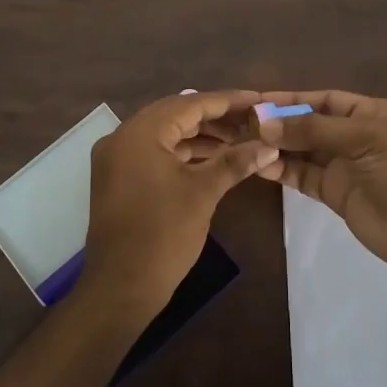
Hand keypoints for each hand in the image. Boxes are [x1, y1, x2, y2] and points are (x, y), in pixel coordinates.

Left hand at [80, 90, 278, 318]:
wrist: (121, 286)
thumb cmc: (163, 235)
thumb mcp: (203, 193)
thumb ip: (235, 162)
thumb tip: (270, 145)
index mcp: (139, 133)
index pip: (189, 104)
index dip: (227, 101)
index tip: (258, 100)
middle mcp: (122, 137)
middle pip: (175, 115)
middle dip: (215, 117)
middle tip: (251, 120)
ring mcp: (116, 158)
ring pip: (165, 134)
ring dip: (200, 136)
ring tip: (239, 139)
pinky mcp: (119, 178)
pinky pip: (155, 152)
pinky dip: (182, 152)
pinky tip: (212, 158)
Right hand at [251, 90, 386, 278]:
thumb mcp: (365, 138)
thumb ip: (314, 130)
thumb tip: (265, 123)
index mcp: (372, 113)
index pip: (324, 99)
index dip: (292, 99)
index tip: (256, 100)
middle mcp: (357, 136)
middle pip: (311, 124)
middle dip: (279, 123)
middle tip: (239, 123)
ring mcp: (347, 167)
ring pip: (304, 151)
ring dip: (276, 146)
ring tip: (241, 143)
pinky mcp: (338, 195)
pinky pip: (305, 177)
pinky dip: (282, 170)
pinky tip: (258, 164)